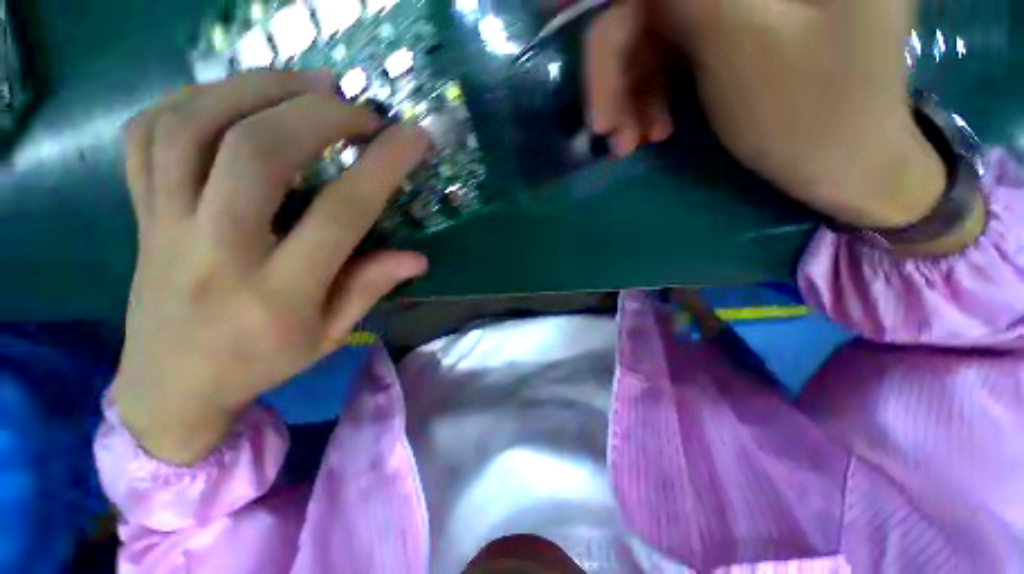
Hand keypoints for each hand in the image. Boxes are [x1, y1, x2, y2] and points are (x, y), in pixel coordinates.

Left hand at [114, 71, 430, 464]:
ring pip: (193, 126)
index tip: (413, 137)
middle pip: (257, 152)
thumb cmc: (260, 362)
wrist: (169, 384)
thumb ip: (371, 288)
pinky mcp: (140, 212)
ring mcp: (165, 224)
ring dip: (257, 88)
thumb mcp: (330, 335)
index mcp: (279, 292)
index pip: (341, 213)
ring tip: (307, 83)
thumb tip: (418, 258)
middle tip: (359, 108)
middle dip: (318, 114)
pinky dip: (194, 97)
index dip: (383, 166)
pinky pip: (149, 133)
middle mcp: (217, 250)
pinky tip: (238, 97)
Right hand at [586, 0, 947, 228]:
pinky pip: (674, 53)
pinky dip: (651, 95)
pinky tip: (651, 131)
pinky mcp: (737, 30)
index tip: (557, 14)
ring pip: (657, 31)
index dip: (610, 5)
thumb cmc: (812, 114)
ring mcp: (747, 0)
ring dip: (630, 92)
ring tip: (627, 144)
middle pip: (653, 3)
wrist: (852, 166)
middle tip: (605, 131)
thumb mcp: (742, 41)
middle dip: (616, 68)